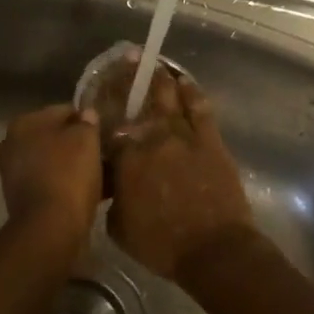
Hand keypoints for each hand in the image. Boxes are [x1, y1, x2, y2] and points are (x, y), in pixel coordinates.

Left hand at [0, 105, 102, 248]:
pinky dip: (69, 185)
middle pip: (56, 138)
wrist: (50, 228)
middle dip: (79, 144)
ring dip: (76, 166)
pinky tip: (94, 192)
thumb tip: (86, 114)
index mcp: (24, 123)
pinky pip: (52, 183)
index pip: (63, 111)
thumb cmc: (68, 174)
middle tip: (106, 153)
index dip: (87, 119)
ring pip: (55, 162)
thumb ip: (87, 122)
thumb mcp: (86, 139)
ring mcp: (14, 174)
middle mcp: (12, 145)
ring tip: (105, 174)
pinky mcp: (22, 199)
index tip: (106, 131)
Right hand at [104, 66, 254, 281]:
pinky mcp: (209, 139)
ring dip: (158, 79)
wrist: (213, 250)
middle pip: (136, 104)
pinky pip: (199, 107)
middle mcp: (151, 139)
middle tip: (123, 64)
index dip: (104, 113)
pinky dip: (190, 91)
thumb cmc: (162, 246)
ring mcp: (182, 136)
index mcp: (126, 160)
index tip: (100, 102)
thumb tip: (112, 186)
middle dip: (127, 82)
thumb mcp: (119, 228)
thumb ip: (112, 200)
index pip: (110, 129)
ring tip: (151, 64)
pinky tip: (183, 80)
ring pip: (167, 98)